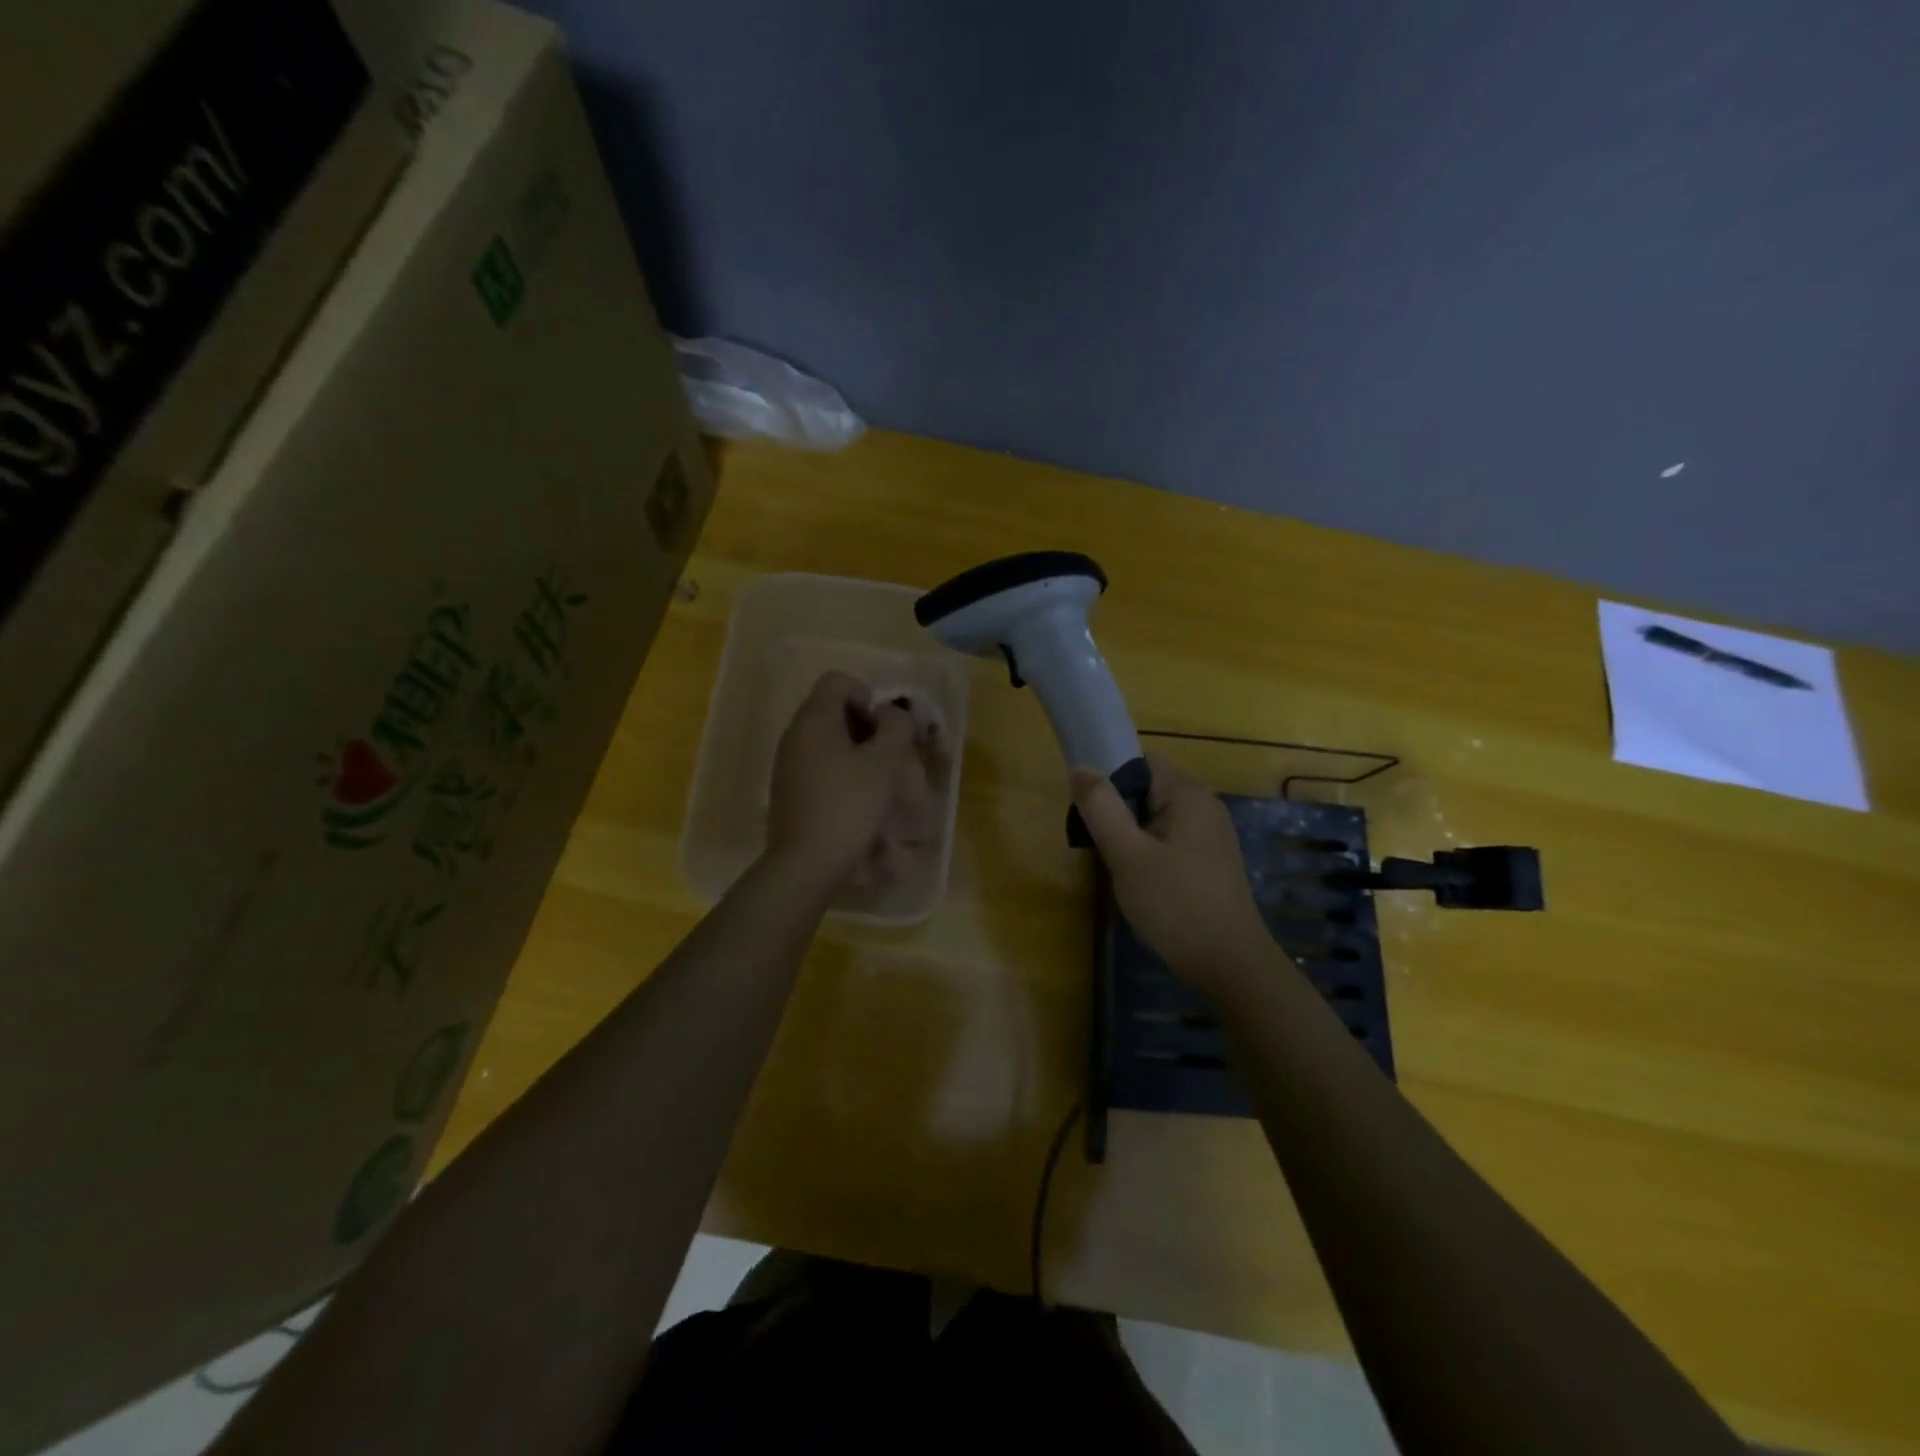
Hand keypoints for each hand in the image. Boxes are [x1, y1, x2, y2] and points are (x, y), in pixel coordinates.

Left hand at [766, 671, 918, 887]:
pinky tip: (860, 805)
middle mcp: (795, 736)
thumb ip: (895, 728)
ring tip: (882, 785)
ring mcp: (788, 765)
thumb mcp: (885, 763)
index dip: (868, 695)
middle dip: (869, 729)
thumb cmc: (849, 806)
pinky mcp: (789, 792)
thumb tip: (891, 713)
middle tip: (891, 756)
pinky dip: (844, 777)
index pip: (838, 681)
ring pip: (830, 744)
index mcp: (814, 720)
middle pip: (834, 712)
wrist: (806, 863)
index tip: (885, 727)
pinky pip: (821, 769)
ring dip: (859, 756)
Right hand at [1071, 755, 1277, 997]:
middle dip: (1117, 811)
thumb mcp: (1127, 855)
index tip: (1087, 809)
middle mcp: (1205, 808)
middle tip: (1094, 844)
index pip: (1141, 763)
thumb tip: (1081, 767)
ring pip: (1157, 820)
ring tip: (1113, 866)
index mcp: (1188, 795)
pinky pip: (1170, 842)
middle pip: (1148, 790)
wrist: (1230, 965)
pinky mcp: (1211, 864)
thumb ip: (1102, 808)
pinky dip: (1149, 853)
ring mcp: (1212, 837)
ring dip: (1131, 836)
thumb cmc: (1175, 904)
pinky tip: (1139, 883)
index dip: (1109, 778)